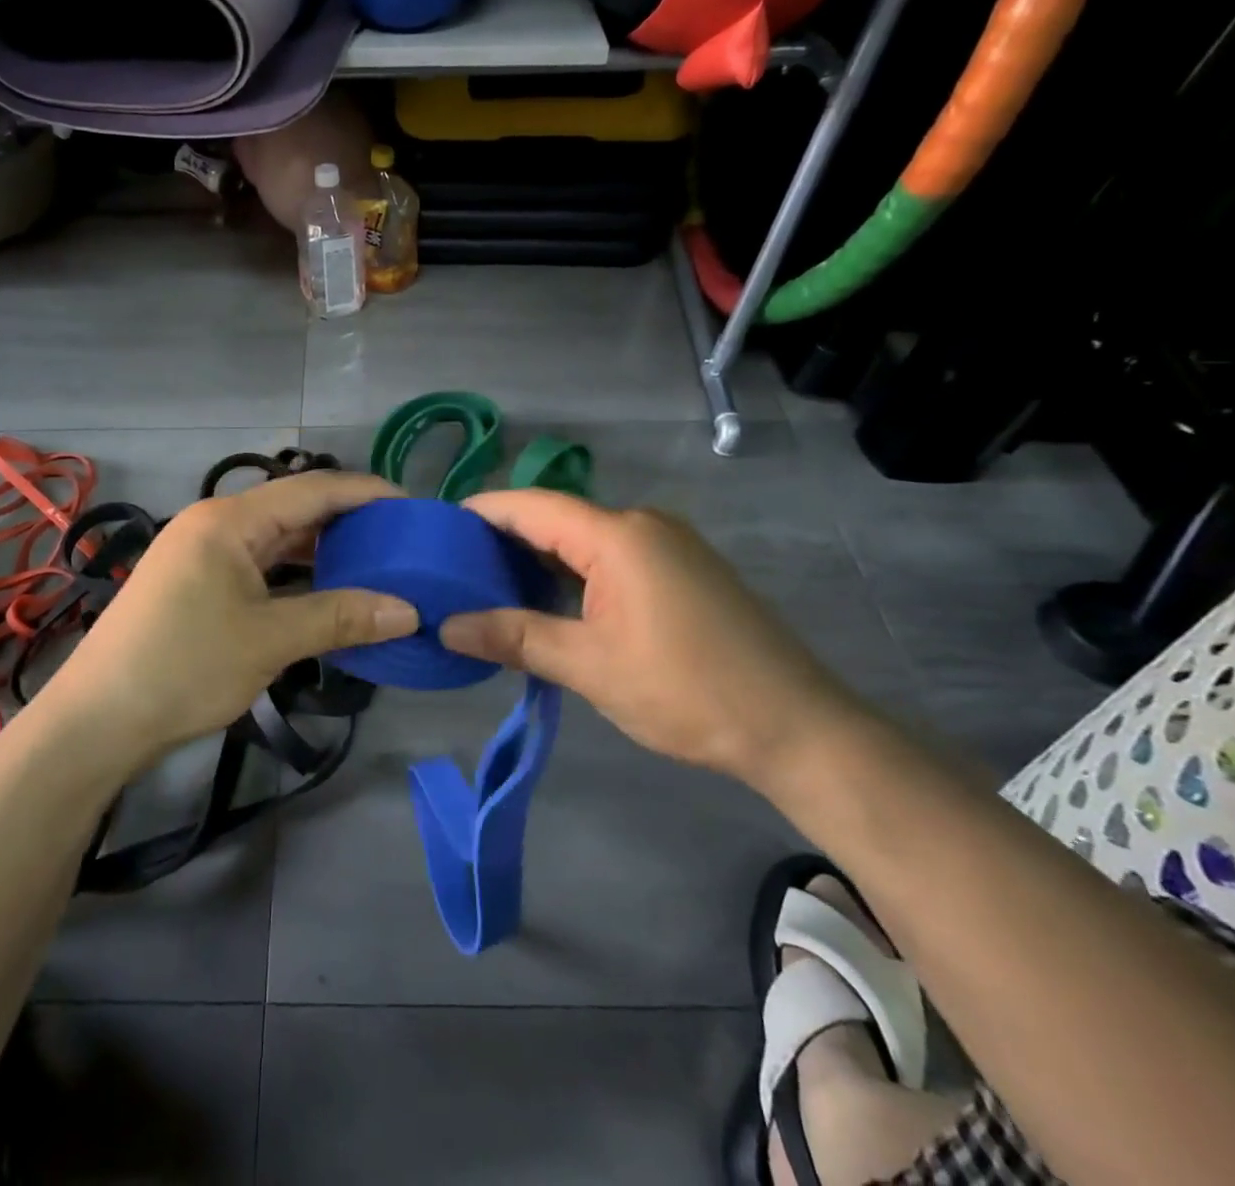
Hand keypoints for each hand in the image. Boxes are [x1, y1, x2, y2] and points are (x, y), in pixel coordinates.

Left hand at [40, 471, 419, 770]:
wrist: (96, 720)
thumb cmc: (184, 667)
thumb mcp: (269, 641)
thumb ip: (341, 618)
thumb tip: (409, 612)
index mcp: (230, 520)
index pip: (313, 489)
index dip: (367, 494)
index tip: (413, 507)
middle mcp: (215, 524)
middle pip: (295, 509)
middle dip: (349, 522)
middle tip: (401, 541)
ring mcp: (202, 553)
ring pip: (277, 539)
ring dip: (323, 551)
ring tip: (375, 565)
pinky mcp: (197, 583)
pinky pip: (259, 565)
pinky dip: (296, 575)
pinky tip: (326, 592)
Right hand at [439, 489, 860, 783]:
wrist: (797, 729)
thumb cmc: (686, 691)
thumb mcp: (590, 666)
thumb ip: (515, 638)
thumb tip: (447, 627)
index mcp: (618, 535)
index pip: (532, 506)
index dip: (481, 512)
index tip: (437, 528)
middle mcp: (643, 524)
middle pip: (557, 518)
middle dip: (504, 537)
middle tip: (453, 565)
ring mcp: (668, 545)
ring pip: (584, 539)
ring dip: (538, 557)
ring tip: (488, 583)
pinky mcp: (683, 570)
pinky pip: (612, 556)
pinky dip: (572, 571)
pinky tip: (548, 598)